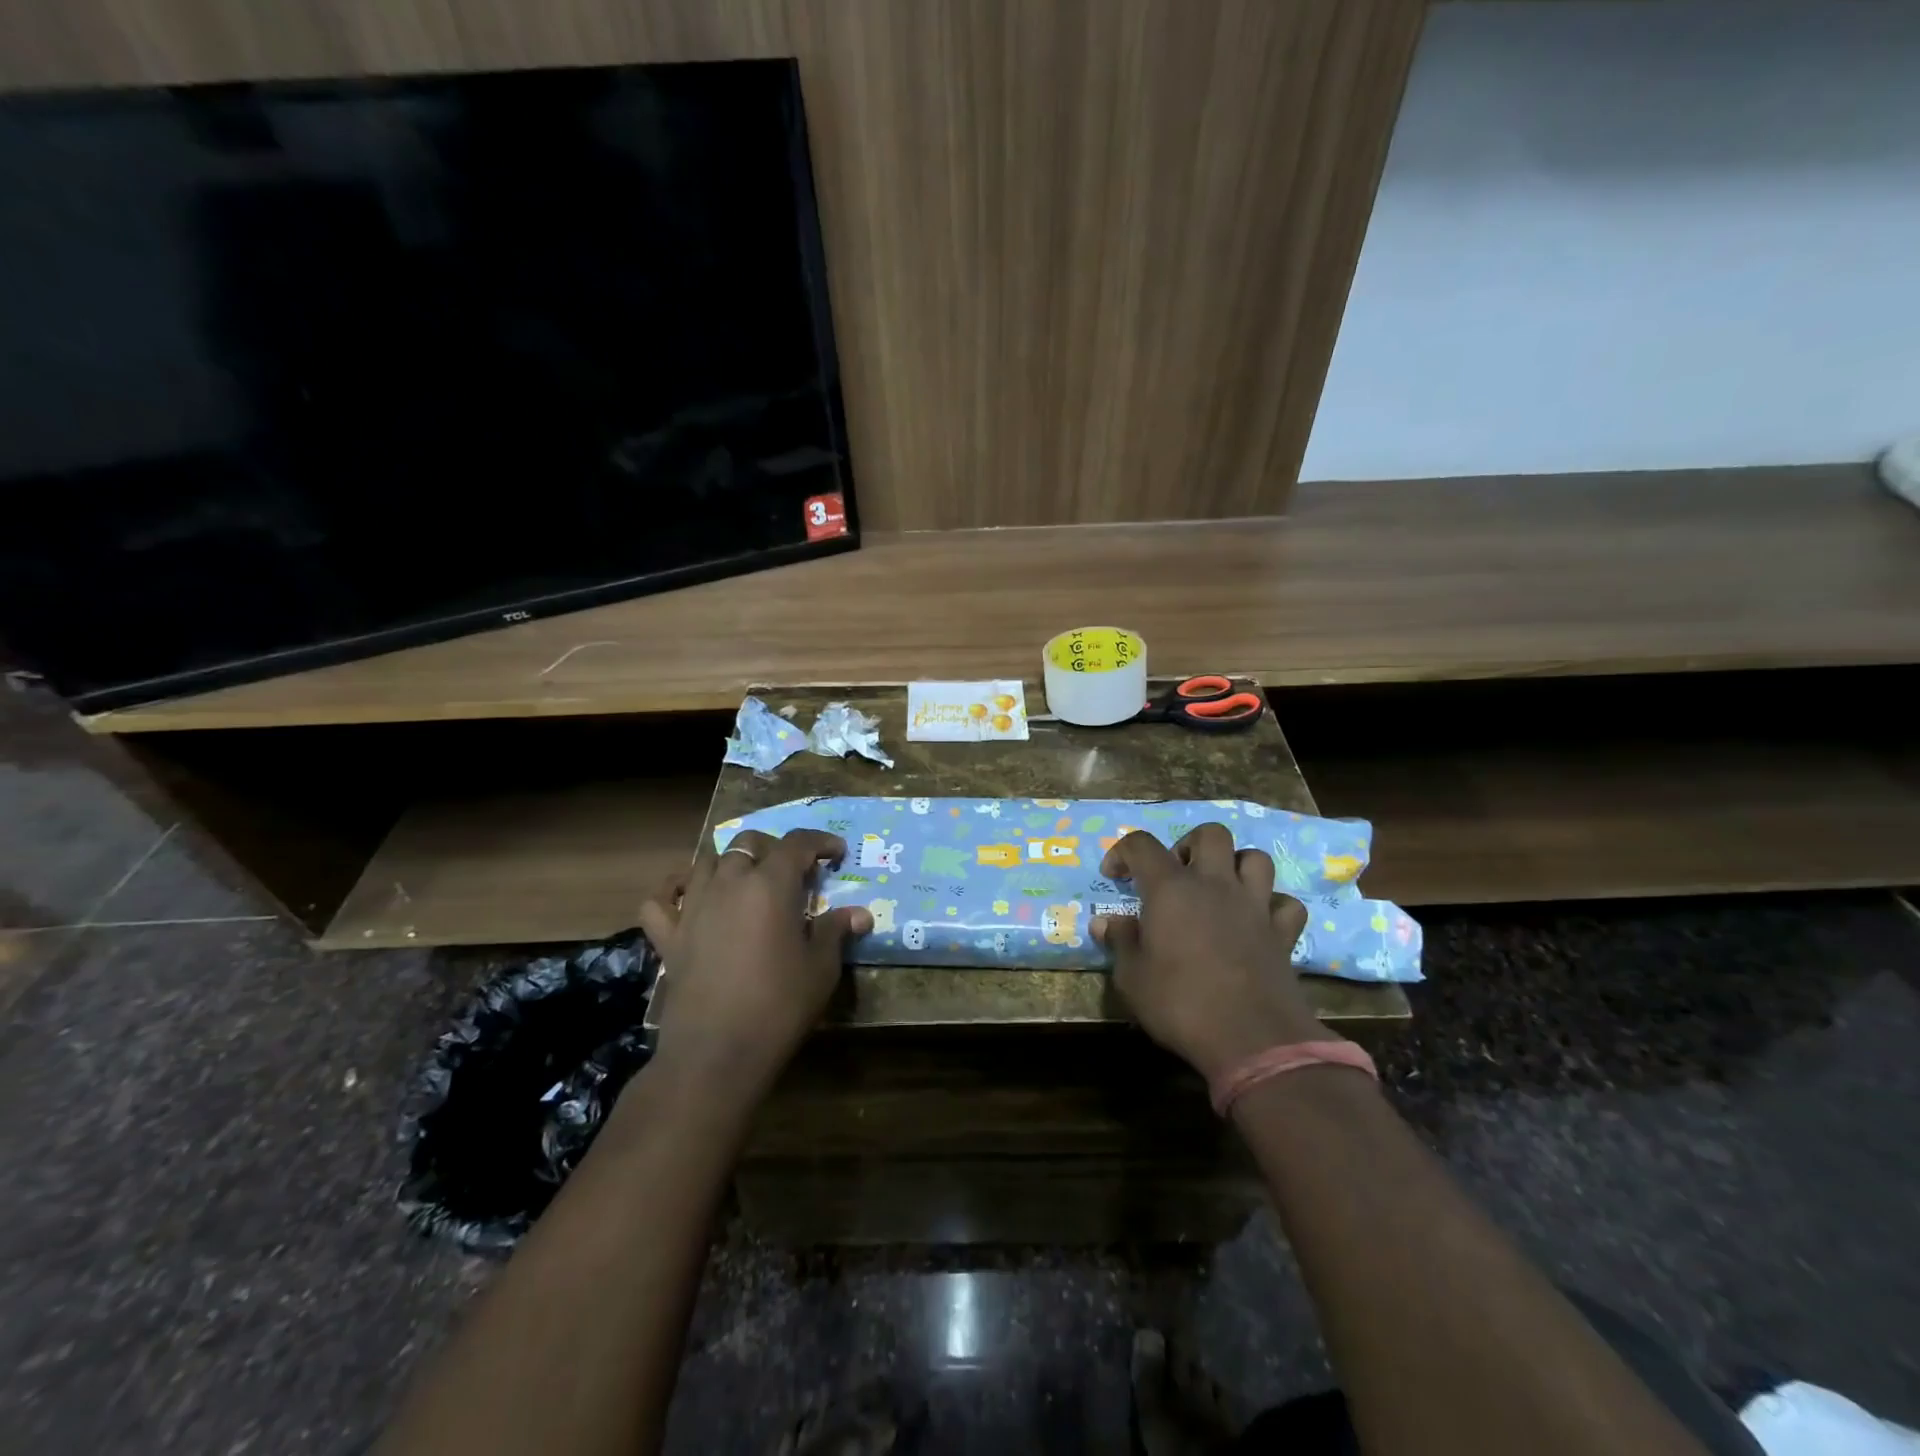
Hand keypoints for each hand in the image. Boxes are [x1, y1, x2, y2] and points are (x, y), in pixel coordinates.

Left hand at [638, 829, 871, 1094]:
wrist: (717, 1053)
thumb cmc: (779, 1006)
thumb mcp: (821, 969)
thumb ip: (836, 932)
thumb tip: (860, 914)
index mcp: (771, 885)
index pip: (797, 844)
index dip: (820, 842)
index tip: (837, 853)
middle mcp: (730, 883)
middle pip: (749, 843)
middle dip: (774, 848)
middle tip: (794, 871)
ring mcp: (693, 907)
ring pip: (707, 861)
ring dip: (730, 861)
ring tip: (747, 879)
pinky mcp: (669, 935)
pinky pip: (661, 899)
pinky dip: (674, 889)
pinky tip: (687, 896)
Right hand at [1093, 824, 1328, 1080]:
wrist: (1252, 1039)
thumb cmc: (1180, 1004)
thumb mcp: (1132, 978)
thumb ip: (1120, 942)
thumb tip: (1105, 922)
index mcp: (1170, 888)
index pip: (1141, 844)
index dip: (1123, 852)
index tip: (1114, 876)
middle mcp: (1215, 884)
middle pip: (1211, 834)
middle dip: (1190, 845)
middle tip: (1176, 874)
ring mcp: (1254, 905)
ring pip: (1255, 858)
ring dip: (1235, 866)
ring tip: (1219, 890)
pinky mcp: (1283, 933)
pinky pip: (1284, 902)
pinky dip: (1271, 905)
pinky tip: (1257, 922)